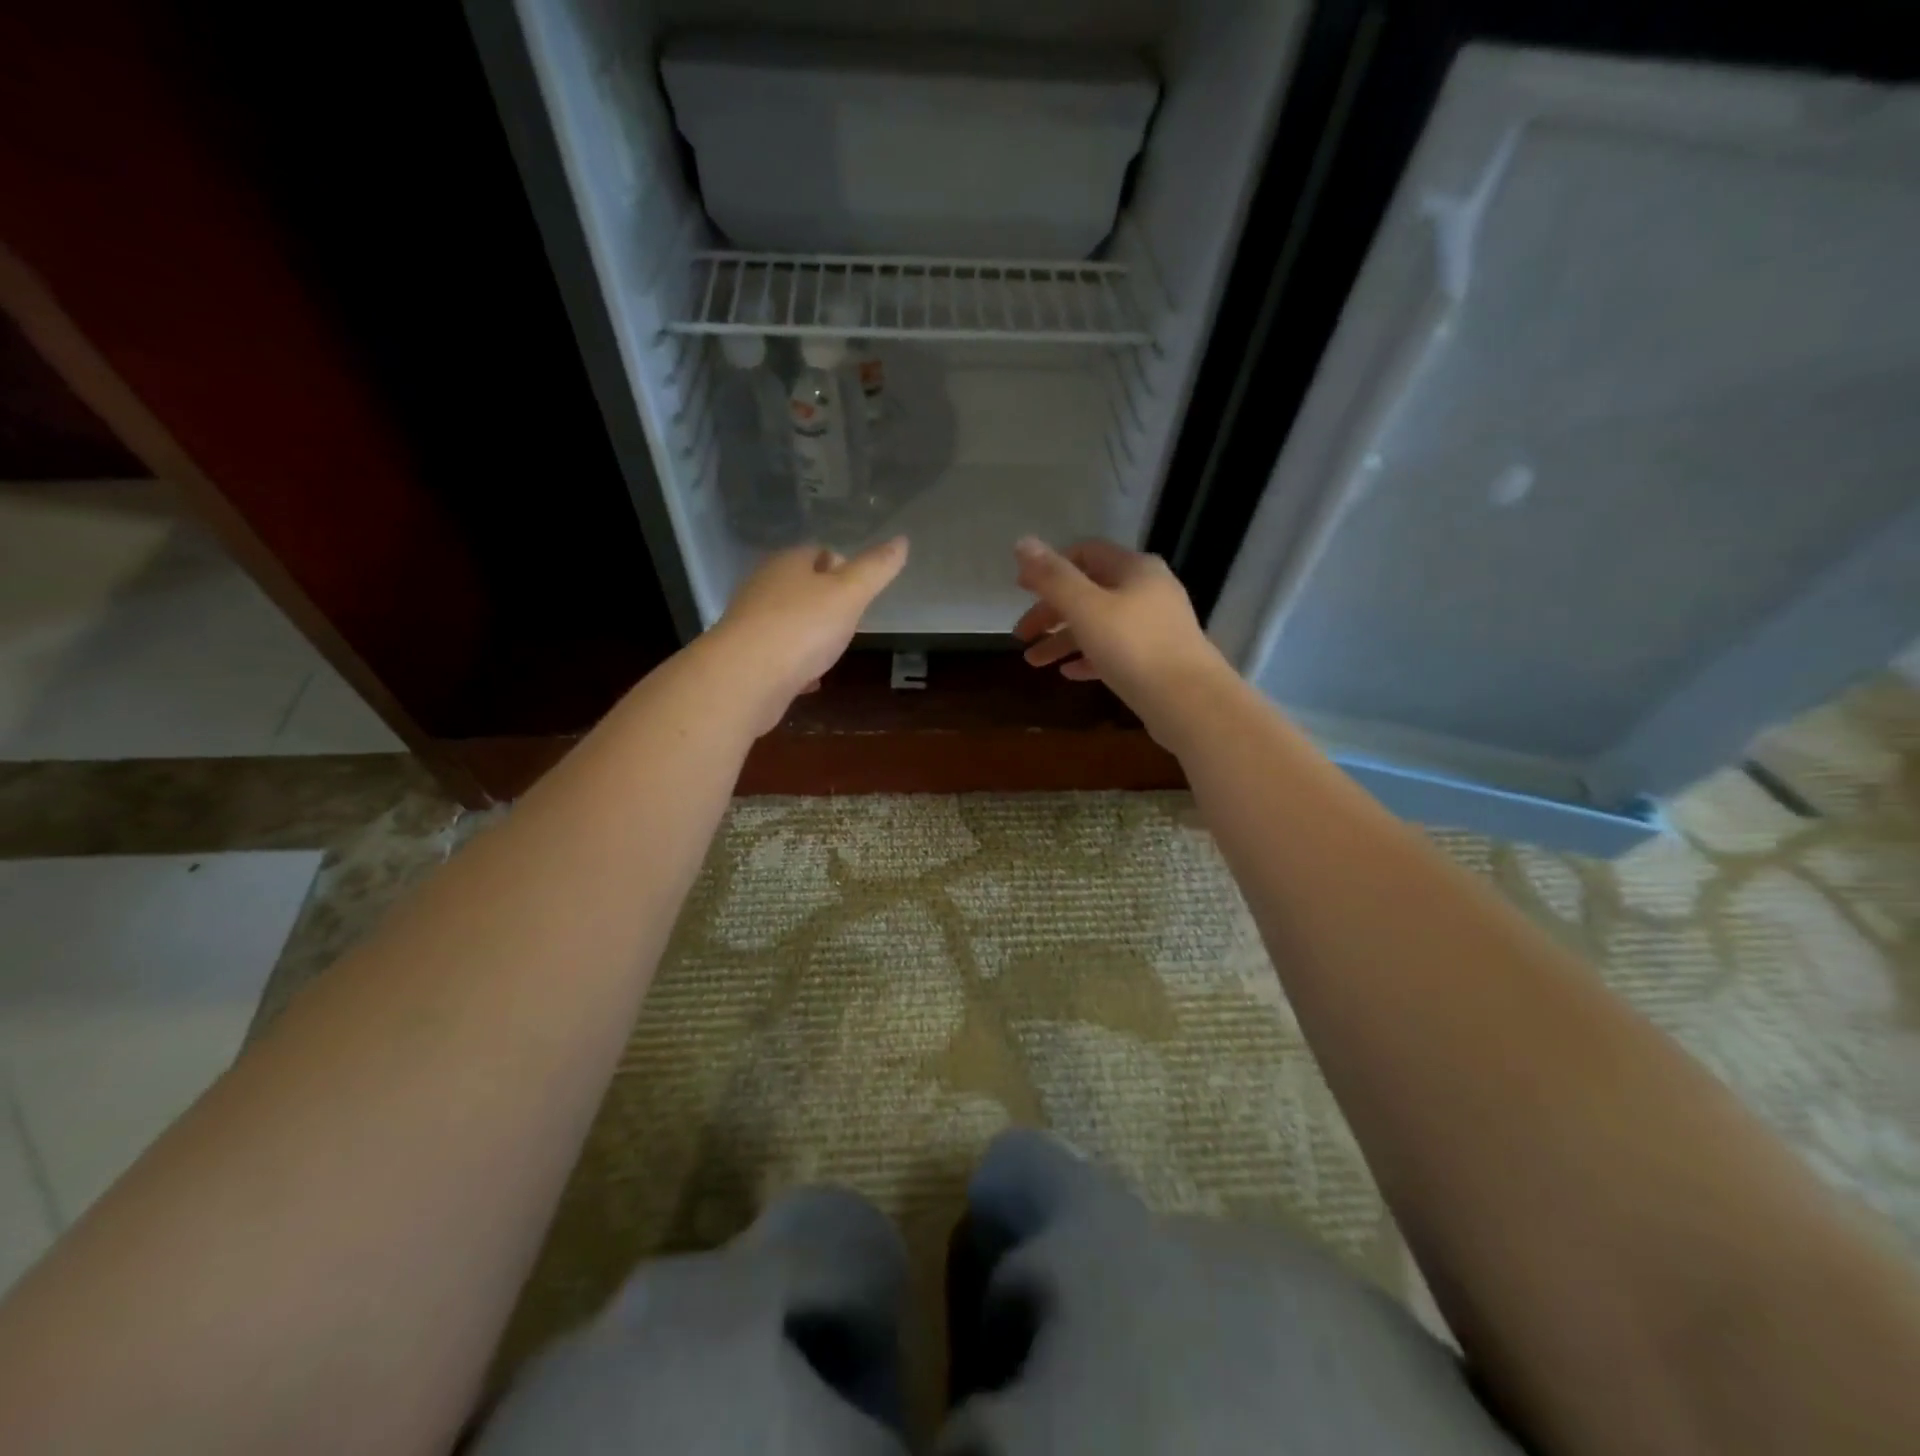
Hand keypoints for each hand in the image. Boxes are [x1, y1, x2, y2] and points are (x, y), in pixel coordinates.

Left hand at [714, 537, 907, 733]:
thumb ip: (876, 569)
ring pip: (790, 622)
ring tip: (833, 651)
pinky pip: (779, 656)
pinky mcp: (746, 659)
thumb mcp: (850, 594)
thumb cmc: (802, 627)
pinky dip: (797, 665)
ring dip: (811, 635)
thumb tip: (901, 540)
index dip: (843, 567)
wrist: (745, 679)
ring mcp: (751, 624)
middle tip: (852, 622)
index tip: (861, 590)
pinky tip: (810, 681)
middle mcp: (764, 587)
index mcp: (788, 563)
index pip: (818, 552)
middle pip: (802, 588)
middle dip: (827, 603)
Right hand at [1012, 536, 1228, 737]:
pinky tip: (1068, 673)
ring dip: (1064, 640)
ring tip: (1034, 662)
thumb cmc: (1134, 647)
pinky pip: (1115, 650)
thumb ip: (1053, 577)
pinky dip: (1089, 657)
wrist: (1190, 702)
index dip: (1050, 568)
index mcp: (1134, 569)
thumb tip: (1022, 542)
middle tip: (1021, 635)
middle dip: (1051, 612)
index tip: (1021, 589)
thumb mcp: (1086, 608)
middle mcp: (1148, 590)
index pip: (1085, 553)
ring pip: (1100, 624)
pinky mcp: (1157, 658)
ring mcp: (1155, 626)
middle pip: (1089, 592)